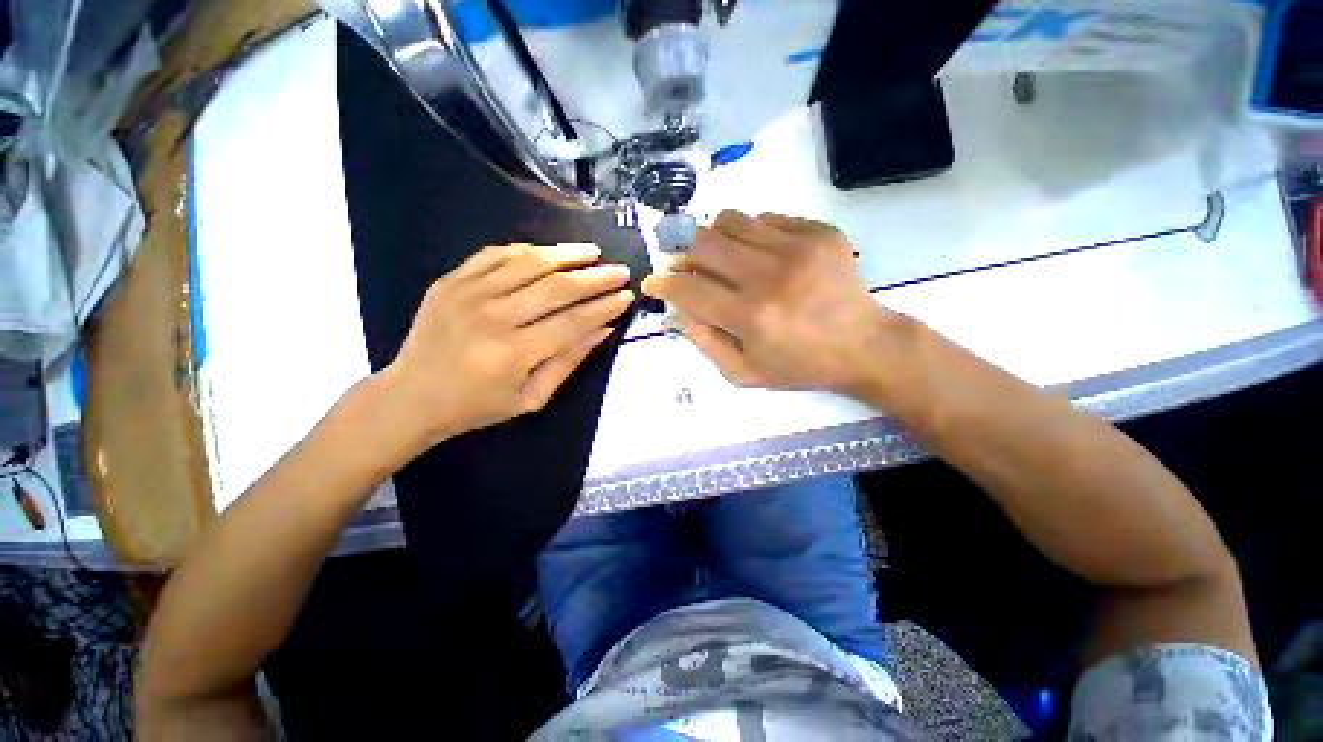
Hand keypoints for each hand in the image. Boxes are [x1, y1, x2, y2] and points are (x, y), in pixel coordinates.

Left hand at [385, 243, 632, 446]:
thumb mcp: (532, 398)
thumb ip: (569, 361)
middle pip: (556, 287)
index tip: (626, 296)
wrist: (412, 396)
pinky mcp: (450, 281)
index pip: (573, 321)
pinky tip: (549, 253)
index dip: (604, 307)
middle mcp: (492, 318)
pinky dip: (527, 251)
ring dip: (566, 254)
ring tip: (592, 252)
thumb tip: (603, 329)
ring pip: (529, 263)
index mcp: (513, 354)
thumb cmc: (478, 406)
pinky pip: (496, 254)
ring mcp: (467, 293)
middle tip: (619, 271)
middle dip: (595, 277)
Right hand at [642, 210, 908, 397]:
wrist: (864, 346)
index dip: (663, 282)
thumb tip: (677, 311)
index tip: (654, 281)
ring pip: (731, 220)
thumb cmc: (799, 366)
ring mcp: (798, 248)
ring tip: (718, 255)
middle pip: (703, 243)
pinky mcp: (819, 232)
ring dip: (712, 236)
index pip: (688, 288)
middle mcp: (769, 276)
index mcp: (750, 317)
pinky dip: (750, 234)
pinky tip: (758, 254)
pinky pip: (766, 218)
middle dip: (681, 251)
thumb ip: (704, 343)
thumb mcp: (744, 373)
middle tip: (681, 263)